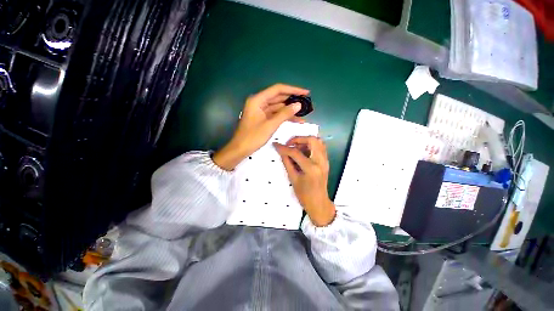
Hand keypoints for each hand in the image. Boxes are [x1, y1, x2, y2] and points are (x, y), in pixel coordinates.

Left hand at [213, 84, 308, 170]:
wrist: (240, 149)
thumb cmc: (253, 137)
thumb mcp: (270, 125)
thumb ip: (285, 114)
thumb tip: (298, 104)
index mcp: (258, 100)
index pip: (278, 90)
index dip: (293, 90)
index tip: (306, 92)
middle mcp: (259, 102)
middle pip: (278, 97)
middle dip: (292, 100)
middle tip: (307, 103)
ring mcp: (261, 110)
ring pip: (278, 107)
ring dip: (290, 110)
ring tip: (304, 113)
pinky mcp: (263, 118)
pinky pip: (275, 114)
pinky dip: (284, 117)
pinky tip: (296, 120)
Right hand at [273, 137, 335, 226]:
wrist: (319, 203)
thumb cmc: (304, 195)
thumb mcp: (293, 178)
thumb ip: (287, 162)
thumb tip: (281, 152)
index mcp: (311, 168)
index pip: (296, 152)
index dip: (284, 148)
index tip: (276, 145)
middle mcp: (320, 161)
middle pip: (312, 140)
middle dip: (299, 139)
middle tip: (290, 144)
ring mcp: (325, 161)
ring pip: (318, 141)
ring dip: (306, 141)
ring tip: (296, 148)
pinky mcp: (326, 161)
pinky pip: (320, 147)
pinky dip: (311, 146)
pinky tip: (303, 152)